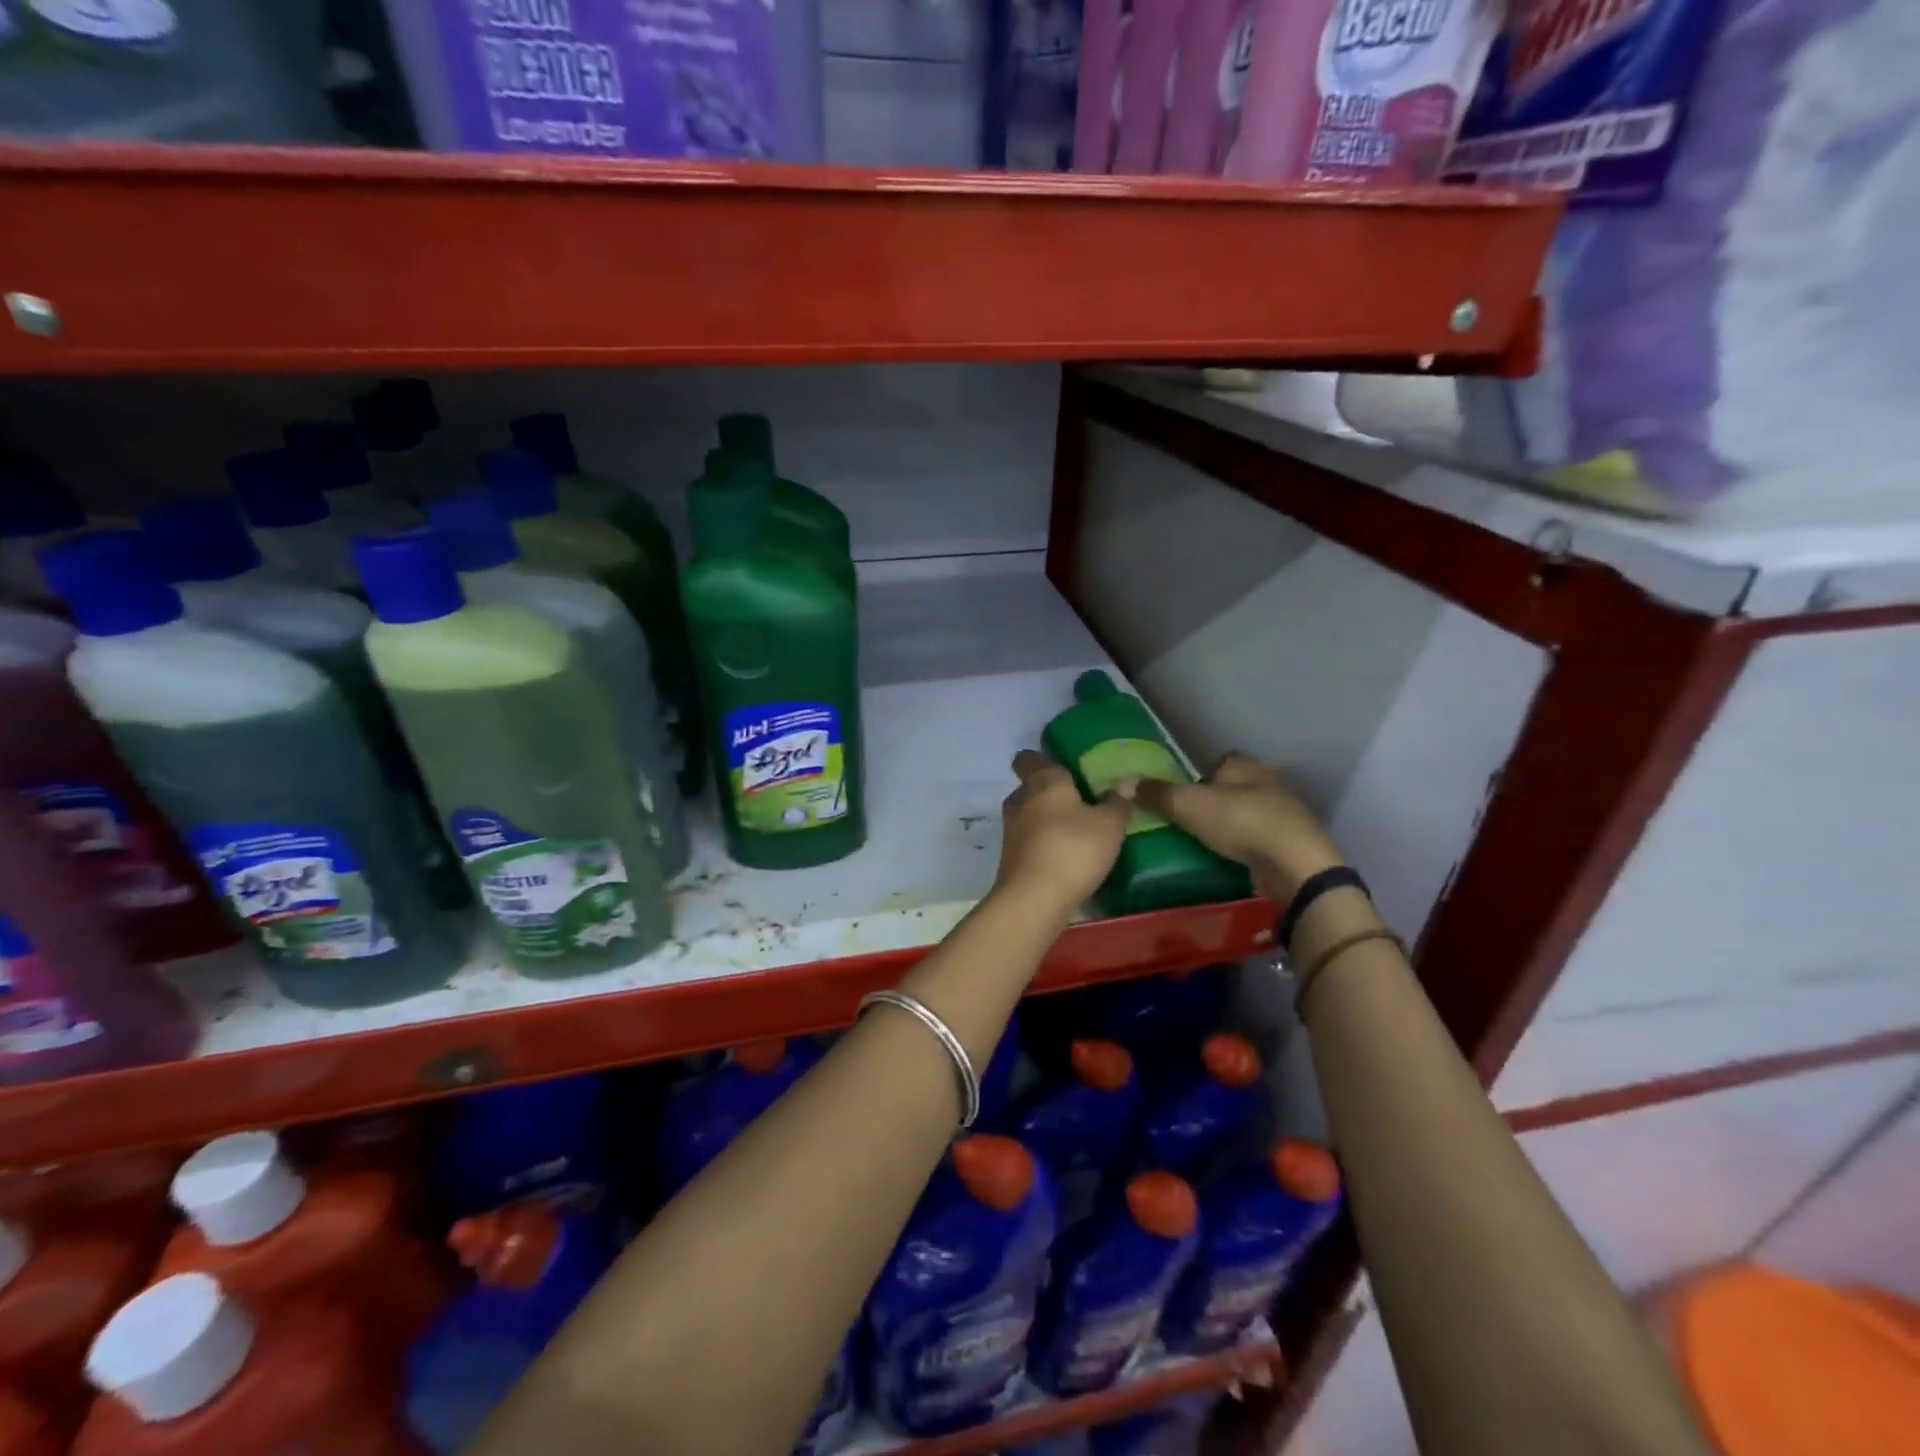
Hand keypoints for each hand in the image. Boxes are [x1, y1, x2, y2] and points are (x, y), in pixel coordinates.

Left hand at [993, 750, 1130, 917]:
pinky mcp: (1009, 857)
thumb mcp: (1109, 826)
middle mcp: (1020, 799)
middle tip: (1080, 803)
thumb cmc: (1073, 850)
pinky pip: (1028, 841)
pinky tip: (1065, 858)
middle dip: (1051, 794)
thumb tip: (1125, 781)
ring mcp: (1010, 830)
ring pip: (1029, 815)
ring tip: (1076, 833)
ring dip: (1047, 821)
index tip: (1062, 768)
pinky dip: (1042, 844)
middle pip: (1031, 787)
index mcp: (1043, 781)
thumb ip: (1117, 802)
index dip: (1041, 759)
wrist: (1033, 899)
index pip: (1028, 758)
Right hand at [1126, 751, 1345, 901]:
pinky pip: (1266, 835)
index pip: (1220, 760)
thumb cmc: (1240, 822)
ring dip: (1238, 822)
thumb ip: (1157, 794)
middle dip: (1220, 799)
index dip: (1202, 775)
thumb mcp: (1188, 805)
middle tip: (1195, 820)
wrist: (1295, 862)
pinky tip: (1238, 857)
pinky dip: (1253, 843)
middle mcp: (1269, 779)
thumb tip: (1124, 782)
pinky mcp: (1297, 839)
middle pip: (1237, 785)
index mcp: (1244, 765)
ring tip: (1213, 841)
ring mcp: (1287, 810)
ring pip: (1254, 809)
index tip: (1186, 796)